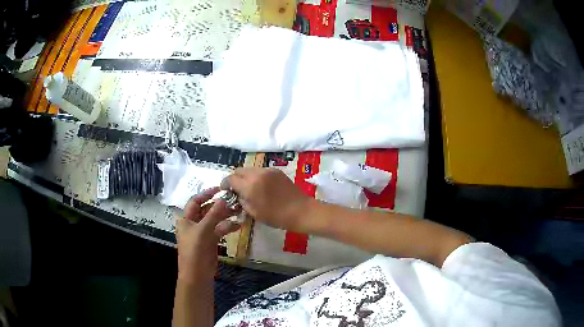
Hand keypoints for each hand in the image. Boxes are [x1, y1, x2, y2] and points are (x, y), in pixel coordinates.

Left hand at [175, 187, 239, 282]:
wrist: (197, 274)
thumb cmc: (195, 250)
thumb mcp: (203, 230)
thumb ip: (214, 214)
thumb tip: (223, 199)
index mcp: (186, 219)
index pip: (195, 201)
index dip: (206, 194)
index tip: (220, 189)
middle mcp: (194, 224)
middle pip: (207, 210)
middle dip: (219, 205)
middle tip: (234, 200)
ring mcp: (203, 233)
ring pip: (215, 220)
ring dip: (225, 215)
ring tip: (239, 210)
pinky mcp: (211, 241)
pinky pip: (219, 230)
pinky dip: (227, 227)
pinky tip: (238, 224)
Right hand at [226, 168, 311, 230]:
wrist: (301, 211)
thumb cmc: (276, 216)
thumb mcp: (254, 212)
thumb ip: (241, 201)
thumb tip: (237, 195)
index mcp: (250, 185)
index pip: (230, 179)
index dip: (225, 184)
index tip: (224, 190)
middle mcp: (257, 174)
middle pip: (239, 170)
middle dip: (234, 178)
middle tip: (235, 189)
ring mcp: (268, 170)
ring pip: (250, 169)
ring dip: (245, 176)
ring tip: (248, 188)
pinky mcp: (276, 170)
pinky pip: (260, 170)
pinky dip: (256, 176)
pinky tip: (260, 186)